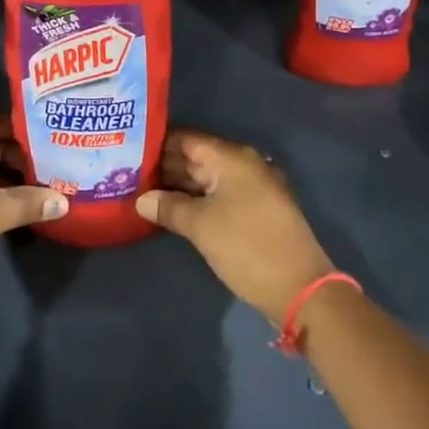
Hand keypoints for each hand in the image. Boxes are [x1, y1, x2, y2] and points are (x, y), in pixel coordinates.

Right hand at [135, 130, 333, 325]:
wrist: (300, 289)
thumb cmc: (247, 247)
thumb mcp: (201, 226)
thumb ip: (168, 207)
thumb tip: (141, 199)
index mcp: (232, 158)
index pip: (186, 139)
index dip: (157, 142)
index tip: (128, 148)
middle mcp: (244, 165)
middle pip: (196, 157)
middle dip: (164, 165)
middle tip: (127, 172)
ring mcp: (252, 188)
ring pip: (207, 178)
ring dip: (178, 185)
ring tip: (142, 191)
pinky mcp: (256, 211)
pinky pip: (219, 195)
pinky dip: (196, 199)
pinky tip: (172, 210)